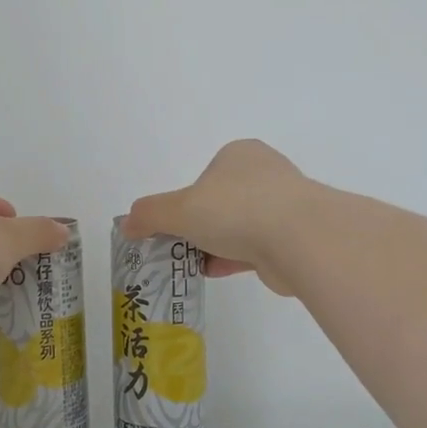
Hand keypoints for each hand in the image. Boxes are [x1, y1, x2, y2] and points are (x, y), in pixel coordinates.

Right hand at [123, 140, 314, 295]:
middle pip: (222, 201)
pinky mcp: (294, 238)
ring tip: (190, 264)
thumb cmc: (235, 210)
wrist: (300, 240)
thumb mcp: (178, 209)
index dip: (186, 200)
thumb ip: (149, 214)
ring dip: (216, 244)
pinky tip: (212, 272)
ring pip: (240, 226)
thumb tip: (126, 224)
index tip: (173, 223)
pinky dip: (232, 259)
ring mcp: (284, 207)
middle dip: (201, 224)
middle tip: (178, 246)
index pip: (206, 175)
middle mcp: (265, 175)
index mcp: (240, 155)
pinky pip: (255, 248)